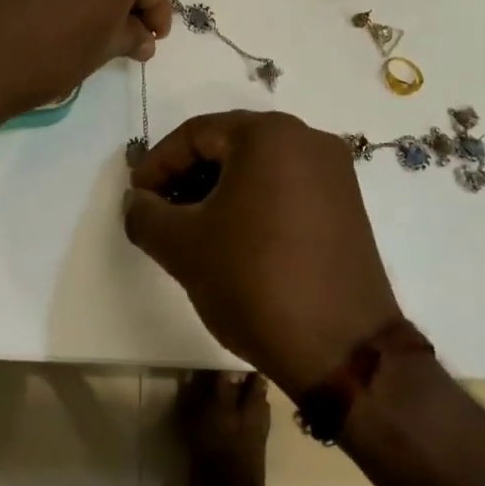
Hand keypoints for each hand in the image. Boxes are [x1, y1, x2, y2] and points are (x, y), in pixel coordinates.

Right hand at [124, 111, 402, 394]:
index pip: (195, 134)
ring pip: (257, 168)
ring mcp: (333, 172)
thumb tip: (137, 201)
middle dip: (187, 178)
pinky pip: (285, 188)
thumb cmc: (254, 281)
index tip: (137, 200)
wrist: (343, 351)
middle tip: (160, 214)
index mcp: (268, 134)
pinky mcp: (347, 205)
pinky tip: (233, 240)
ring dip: (218, 192)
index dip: (157, 165)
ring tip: (192, 231)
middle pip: (228, 146)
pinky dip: (252, 204)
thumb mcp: (182, 247)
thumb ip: (144, 214)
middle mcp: (306, 139)